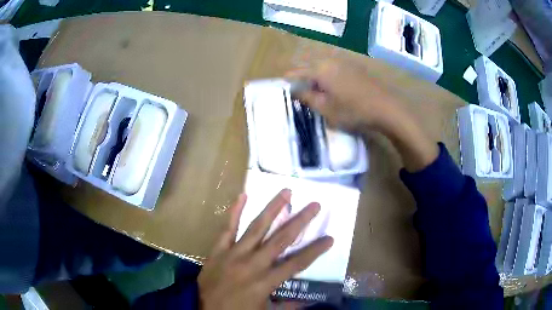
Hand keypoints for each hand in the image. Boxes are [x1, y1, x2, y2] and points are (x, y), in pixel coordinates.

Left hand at [198, 189, 333, 309]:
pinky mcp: (219, 250)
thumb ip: (288, 306)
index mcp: (266, 281)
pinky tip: (243, 195)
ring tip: (286, 192)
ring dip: (273, 209)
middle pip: (281, 239)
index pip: (297, 263)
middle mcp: (253, 264)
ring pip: (257, 227)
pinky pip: (227, 228)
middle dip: (300, 221)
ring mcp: (234, 254)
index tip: (330, 238)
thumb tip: (309, 302)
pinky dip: (234, 211)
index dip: (315, 250)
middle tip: (314, 205)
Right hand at [286, 59, 404, 133]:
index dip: (289, 80)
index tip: (283, 86)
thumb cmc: (353, 110)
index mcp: (320, 69)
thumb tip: (294, 90)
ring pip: (323, 66)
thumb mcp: (326, 109)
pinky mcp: (355, 66)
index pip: (297, 72)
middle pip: (310, 66)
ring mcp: (345, 61)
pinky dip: (329, 75)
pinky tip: (333, 86)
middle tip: (300, 91)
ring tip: (316, 90)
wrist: (386, 107)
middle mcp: (330, 60)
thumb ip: (307, 98)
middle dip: (303, 77)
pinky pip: (335, 67)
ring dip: (316, 76)